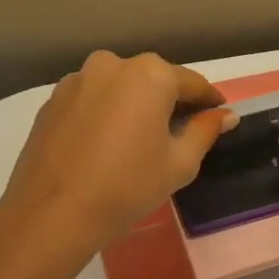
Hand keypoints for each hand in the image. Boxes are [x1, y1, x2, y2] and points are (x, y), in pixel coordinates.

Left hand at [0, 51, 238, 260]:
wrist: (52, 213)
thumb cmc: (128, 186)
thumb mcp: (179, 163)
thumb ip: (205, 131)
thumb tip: (226, 115)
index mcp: (150, 74)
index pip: (192, 83)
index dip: (209, 101)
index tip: (219, 115)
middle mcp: (113, 64)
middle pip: (154, 80)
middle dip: (171, 101)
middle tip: (181, 131)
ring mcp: (78, 79)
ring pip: (120, 87)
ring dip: (136, 105)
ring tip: (141, 139)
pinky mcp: (53, 100)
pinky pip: (93, 99)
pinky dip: (107, 113)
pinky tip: (108, 143)